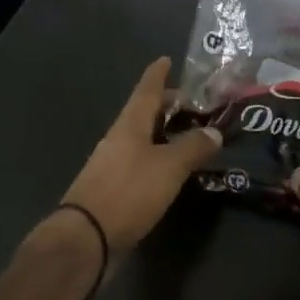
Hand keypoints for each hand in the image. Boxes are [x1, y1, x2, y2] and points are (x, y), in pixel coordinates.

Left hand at [60, 58, 221, 257]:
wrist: (85, 241)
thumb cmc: (128, 192)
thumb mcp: (169, 167)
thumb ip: (193, 147)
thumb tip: (214, 132)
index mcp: (130, 125)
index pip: (147, 90)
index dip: (158, 74)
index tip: (166, 59)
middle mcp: (119, 139)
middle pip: (144, 114)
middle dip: (167, 106)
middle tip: (193, 105)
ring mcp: (113, 165)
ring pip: (142, 139)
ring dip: (164, 134)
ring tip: (189, 136)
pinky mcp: (113, 190)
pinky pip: (140, 163)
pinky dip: (158, 158)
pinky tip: (172, 170)